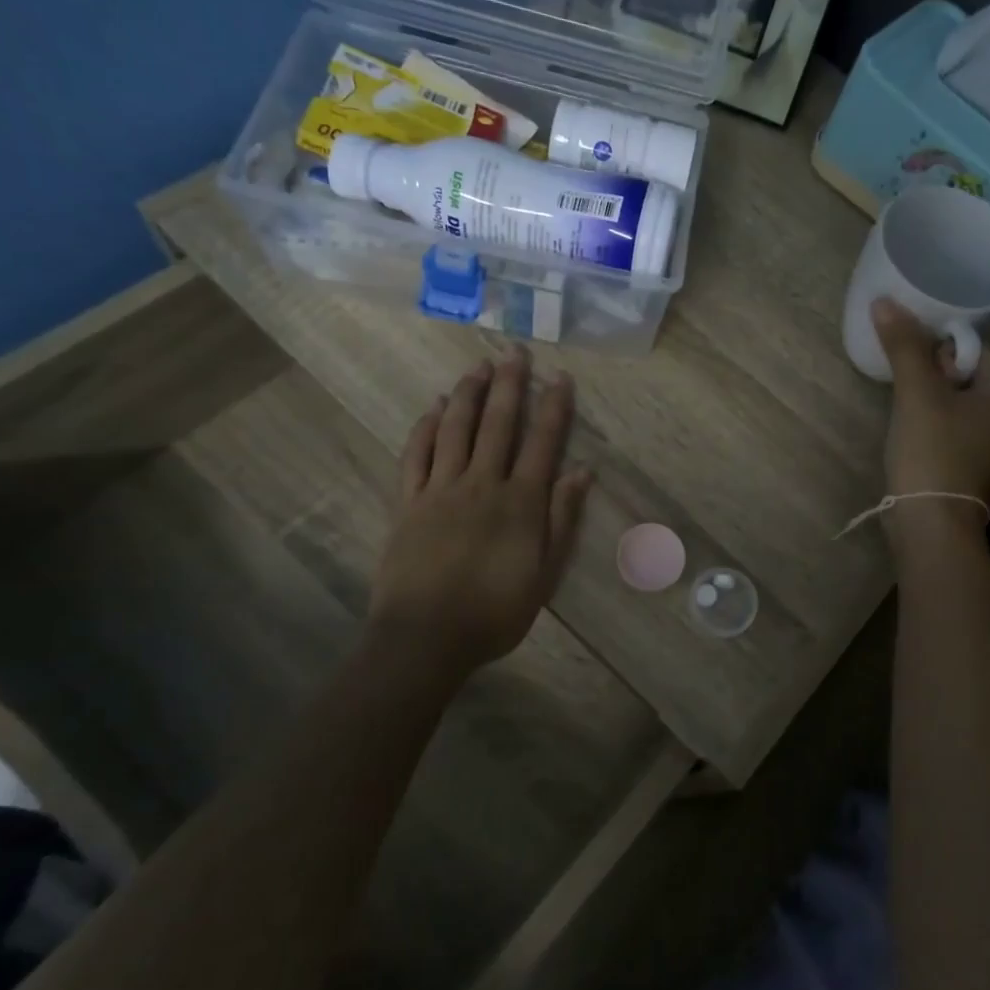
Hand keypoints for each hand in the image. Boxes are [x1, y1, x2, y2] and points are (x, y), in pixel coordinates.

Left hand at [366, 347, 593, 680]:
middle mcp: (482, 483)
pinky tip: (432, 408)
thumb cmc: (494, 612)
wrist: (425, 638)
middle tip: (514, 352)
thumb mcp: (545, 574)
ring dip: (467, 394)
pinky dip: (425, 427)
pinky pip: (415, 455)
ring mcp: (440, 489)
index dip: (553, 406)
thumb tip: (582, 471)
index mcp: (520, 502)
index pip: (542, 442)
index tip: (560, 377)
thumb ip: (562, 519)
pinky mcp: (408, 502)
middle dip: (508, 384)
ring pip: (455, 429)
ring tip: (476, 367)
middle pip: (497, 424)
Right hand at [871, 298, 989, 548]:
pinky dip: (931, 416)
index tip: (909, 337)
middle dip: (933, 363)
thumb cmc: (933, 453)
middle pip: (967, 373)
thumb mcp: (917, 395)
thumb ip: (905, 347)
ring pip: (957, 401)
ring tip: (898, 385)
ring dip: (930, 391)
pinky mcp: (969, 465)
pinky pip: (951, 426)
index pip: (976, 347)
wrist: (932, 526)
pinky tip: (907, 420)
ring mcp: (989, 445)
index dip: (942, 338)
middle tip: (899, 360)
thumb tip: (886, 301)